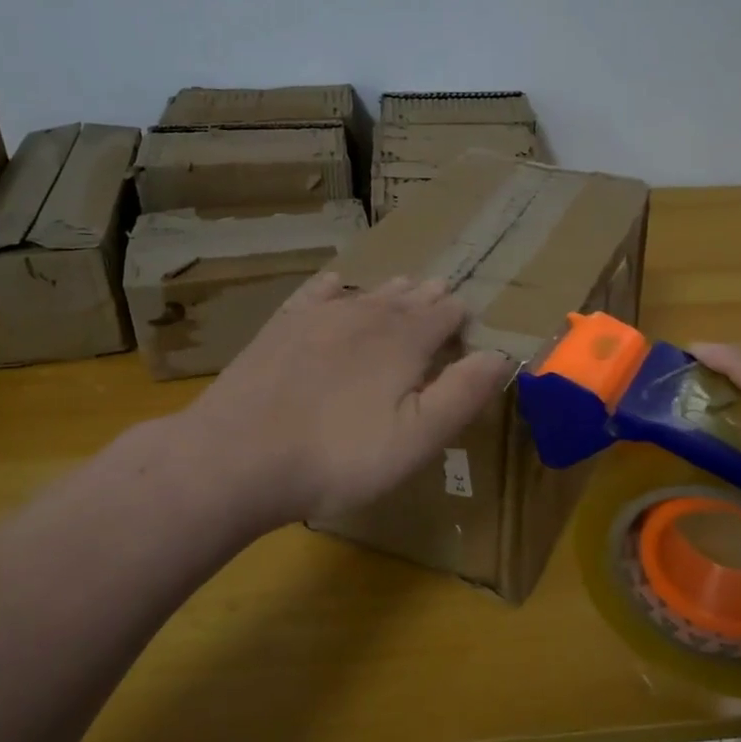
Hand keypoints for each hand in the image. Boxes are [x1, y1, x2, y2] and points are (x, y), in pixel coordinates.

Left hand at [181, 274, 511, 529]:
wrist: (239, 455)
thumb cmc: (340, 456)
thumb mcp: (417, 438)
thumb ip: (462, 393)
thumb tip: (501, 354)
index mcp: (405, 341)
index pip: (445, 315)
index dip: (461, 316)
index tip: (468, 321)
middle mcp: (366, 316)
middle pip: (408, 298)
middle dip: (429, 297)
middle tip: (442, 292)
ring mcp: (319, 317)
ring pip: (366, 293)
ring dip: (390, 290)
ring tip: (404, 285)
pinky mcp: (281, 328)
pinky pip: (315, 294)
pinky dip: (333, 287)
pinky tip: (335, 284)